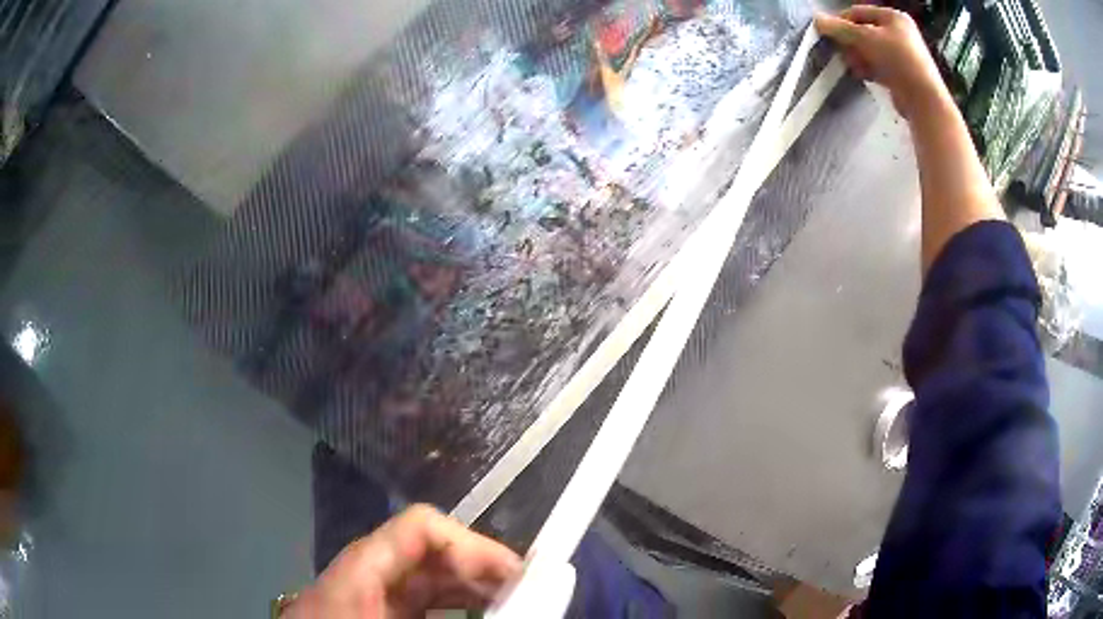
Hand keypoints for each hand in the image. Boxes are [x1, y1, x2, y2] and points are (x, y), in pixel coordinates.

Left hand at [285, 505, 521, 617]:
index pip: (421, 526)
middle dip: (483, 569)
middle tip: (529, 593)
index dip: (474, 544)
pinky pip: (420, 599)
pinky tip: (479, 615)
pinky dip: (453, 605)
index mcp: (360, 567)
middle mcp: (365, 570)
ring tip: (514, 603)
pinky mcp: (373, 608)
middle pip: (431, 550)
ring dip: (473, 588)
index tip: (517, 576)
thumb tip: (514, 607)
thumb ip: (449, 612)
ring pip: (428, 576)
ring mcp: (367, 591)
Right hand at [815, 5, 949, 119]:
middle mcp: (898, 32)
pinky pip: (879, 65)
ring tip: (855, 68)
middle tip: (843, 54)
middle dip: (851, 43)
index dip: (841, 22)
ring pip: (870, 50)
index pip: (858, 12)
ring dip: (858, 58)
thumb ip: (840, 28)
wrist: (924, 100)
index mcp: (893, 17)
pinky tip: (864, 76)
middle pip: (863, 32)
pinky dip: (869, 69)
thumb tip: (816, 19)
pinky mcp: (902, 73)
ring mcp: (902, 53)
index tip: (829, 35)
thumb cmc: (898, 61)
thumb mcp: (865, 38)